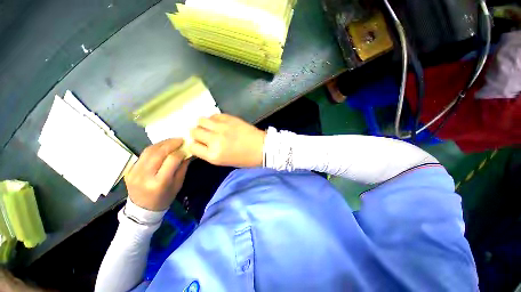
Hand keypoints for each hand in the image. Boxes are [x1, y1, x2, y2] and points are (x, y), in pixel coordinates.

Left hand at [124, 139, 188, 210]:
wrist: (142, 209)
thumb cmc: (165, 198)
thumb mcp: (178, 184)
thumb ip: (182, 167)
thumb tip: (188, 152)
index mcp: (159, 182)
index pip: (171, 160)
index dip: (180, 152)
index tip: (186, 148)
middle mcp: (145, 176)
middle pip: (158, 153)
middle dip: (171, 143)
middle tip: (180, 139)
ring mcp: (134, 172)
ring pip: (149, 151)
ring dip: (162, 143)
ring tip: (172, 141)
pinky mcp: (129, 170)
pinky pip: (143, 155)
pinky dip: (154, 149)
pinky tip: (162, 147)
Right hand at [189, 114, 265, 167]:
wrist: (262, 148)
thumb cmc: (245, 159)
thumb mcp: (224, 161)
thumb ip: (210, 152)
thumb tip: (201, 143)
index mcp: (213, 155)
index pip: (192, 147)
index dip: (195, 145)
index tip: (200, 143)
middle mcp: (214, 140)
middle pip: (194, 131)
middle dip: (197, 134)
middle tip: (206, 135)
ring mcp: (222, 128)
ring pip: (201, 120)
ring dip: (204, 124)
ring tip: (212, 128)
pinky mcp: (229, 119)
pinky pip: (214, 115)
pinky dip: (214, 119)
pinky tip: (220, 123)